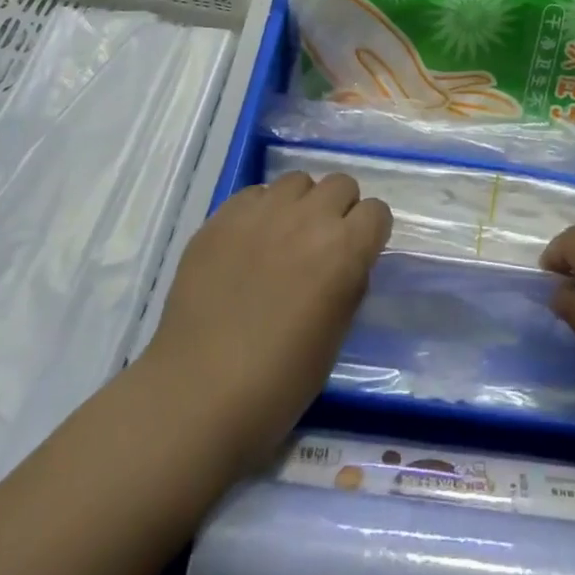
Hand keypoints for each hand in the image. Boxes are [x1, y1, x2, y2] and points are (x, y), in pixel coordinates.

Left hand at [142, 173, 391, 476]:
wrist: (198, 393)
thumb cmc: (279, 381)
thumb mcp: (336, 335)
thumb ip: (349, 284)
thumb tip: (347, 262)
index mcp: (344, 250)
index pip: (376, 212)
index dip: (370, 232)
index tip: (359, 253)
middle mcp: (308, 218)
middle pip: (340, 184)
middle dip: (339, 209)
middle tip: (322, 245)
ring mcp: (261, 213)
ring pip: (297, 181)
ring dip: (300, 204)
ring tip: (284, 238)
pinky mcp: (222, 218)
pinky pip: (254, 194)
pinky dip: (260, 211)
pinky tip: (248, 244)